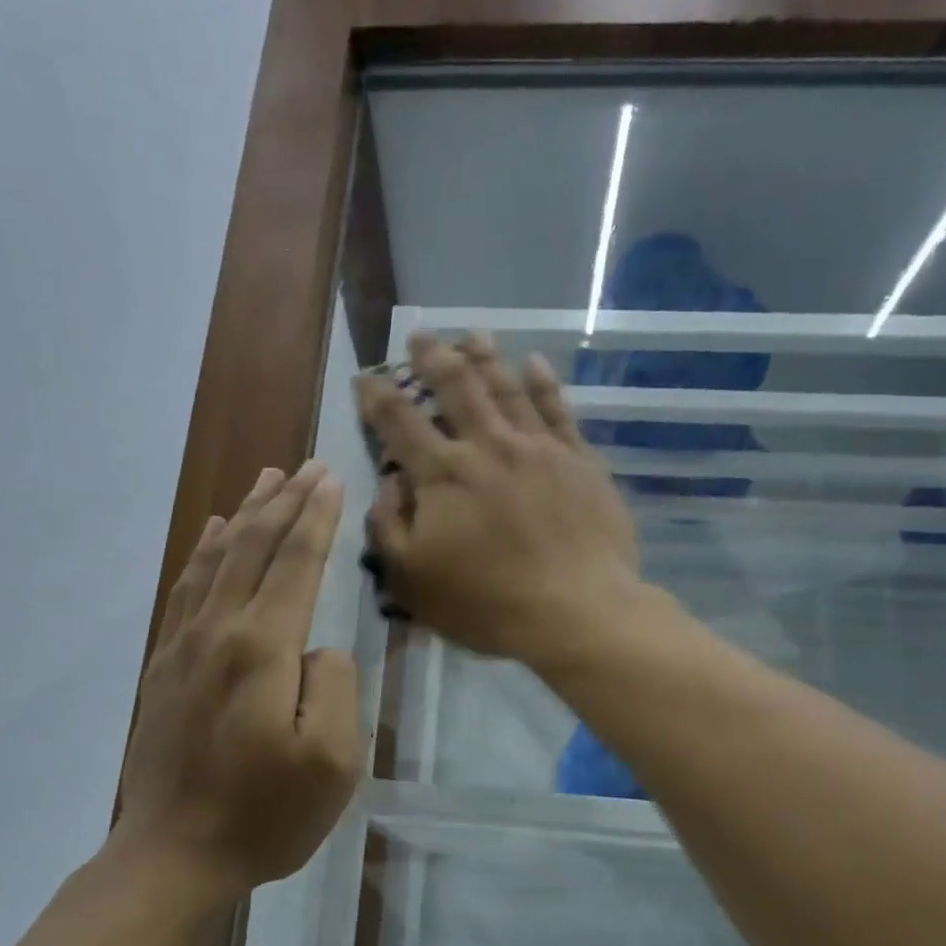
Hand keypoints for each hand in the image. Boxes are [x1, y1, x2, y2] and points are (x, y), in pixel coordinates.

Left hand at [112, 461, 362, 898]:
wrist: (173, 855)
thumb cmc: (264, 814)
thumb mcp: (333, 760)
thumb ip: (334, 685)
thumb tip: (317, 648)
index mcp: (262, 649)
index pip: (296, 564)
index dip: (317, 518)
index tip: (332, 477)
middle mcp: (218, 632)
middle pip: (254, 548)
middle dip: (284, 502)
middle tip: (307, 465)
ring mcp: (183, 647)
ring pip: (216, 560)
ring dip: (244, 516)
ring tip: (264, 481)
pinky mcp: (163, 666)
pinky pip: (185, 590)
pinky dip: (203, 553)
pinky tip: (212, 536)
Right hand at [355, 332, 641, 665]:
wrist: (576, 611)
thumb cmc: (486, 603)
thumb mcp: (412, 579)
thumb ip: (388, 526)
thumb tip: (389, 481)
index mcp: (443, 474)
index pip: (400, 422)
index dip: (378, 396)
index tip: (366, 377)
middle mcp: (488, 446)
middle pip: (457, 387)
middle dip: (433, 357)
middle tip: (421, 335)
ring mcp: (539, 448)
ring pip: (507, 388)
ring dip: (486, 358)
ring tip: (472, 335)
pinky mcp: (579, 460)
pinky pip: (558, 409)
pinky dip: (544, 383)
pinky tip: (535, 363)